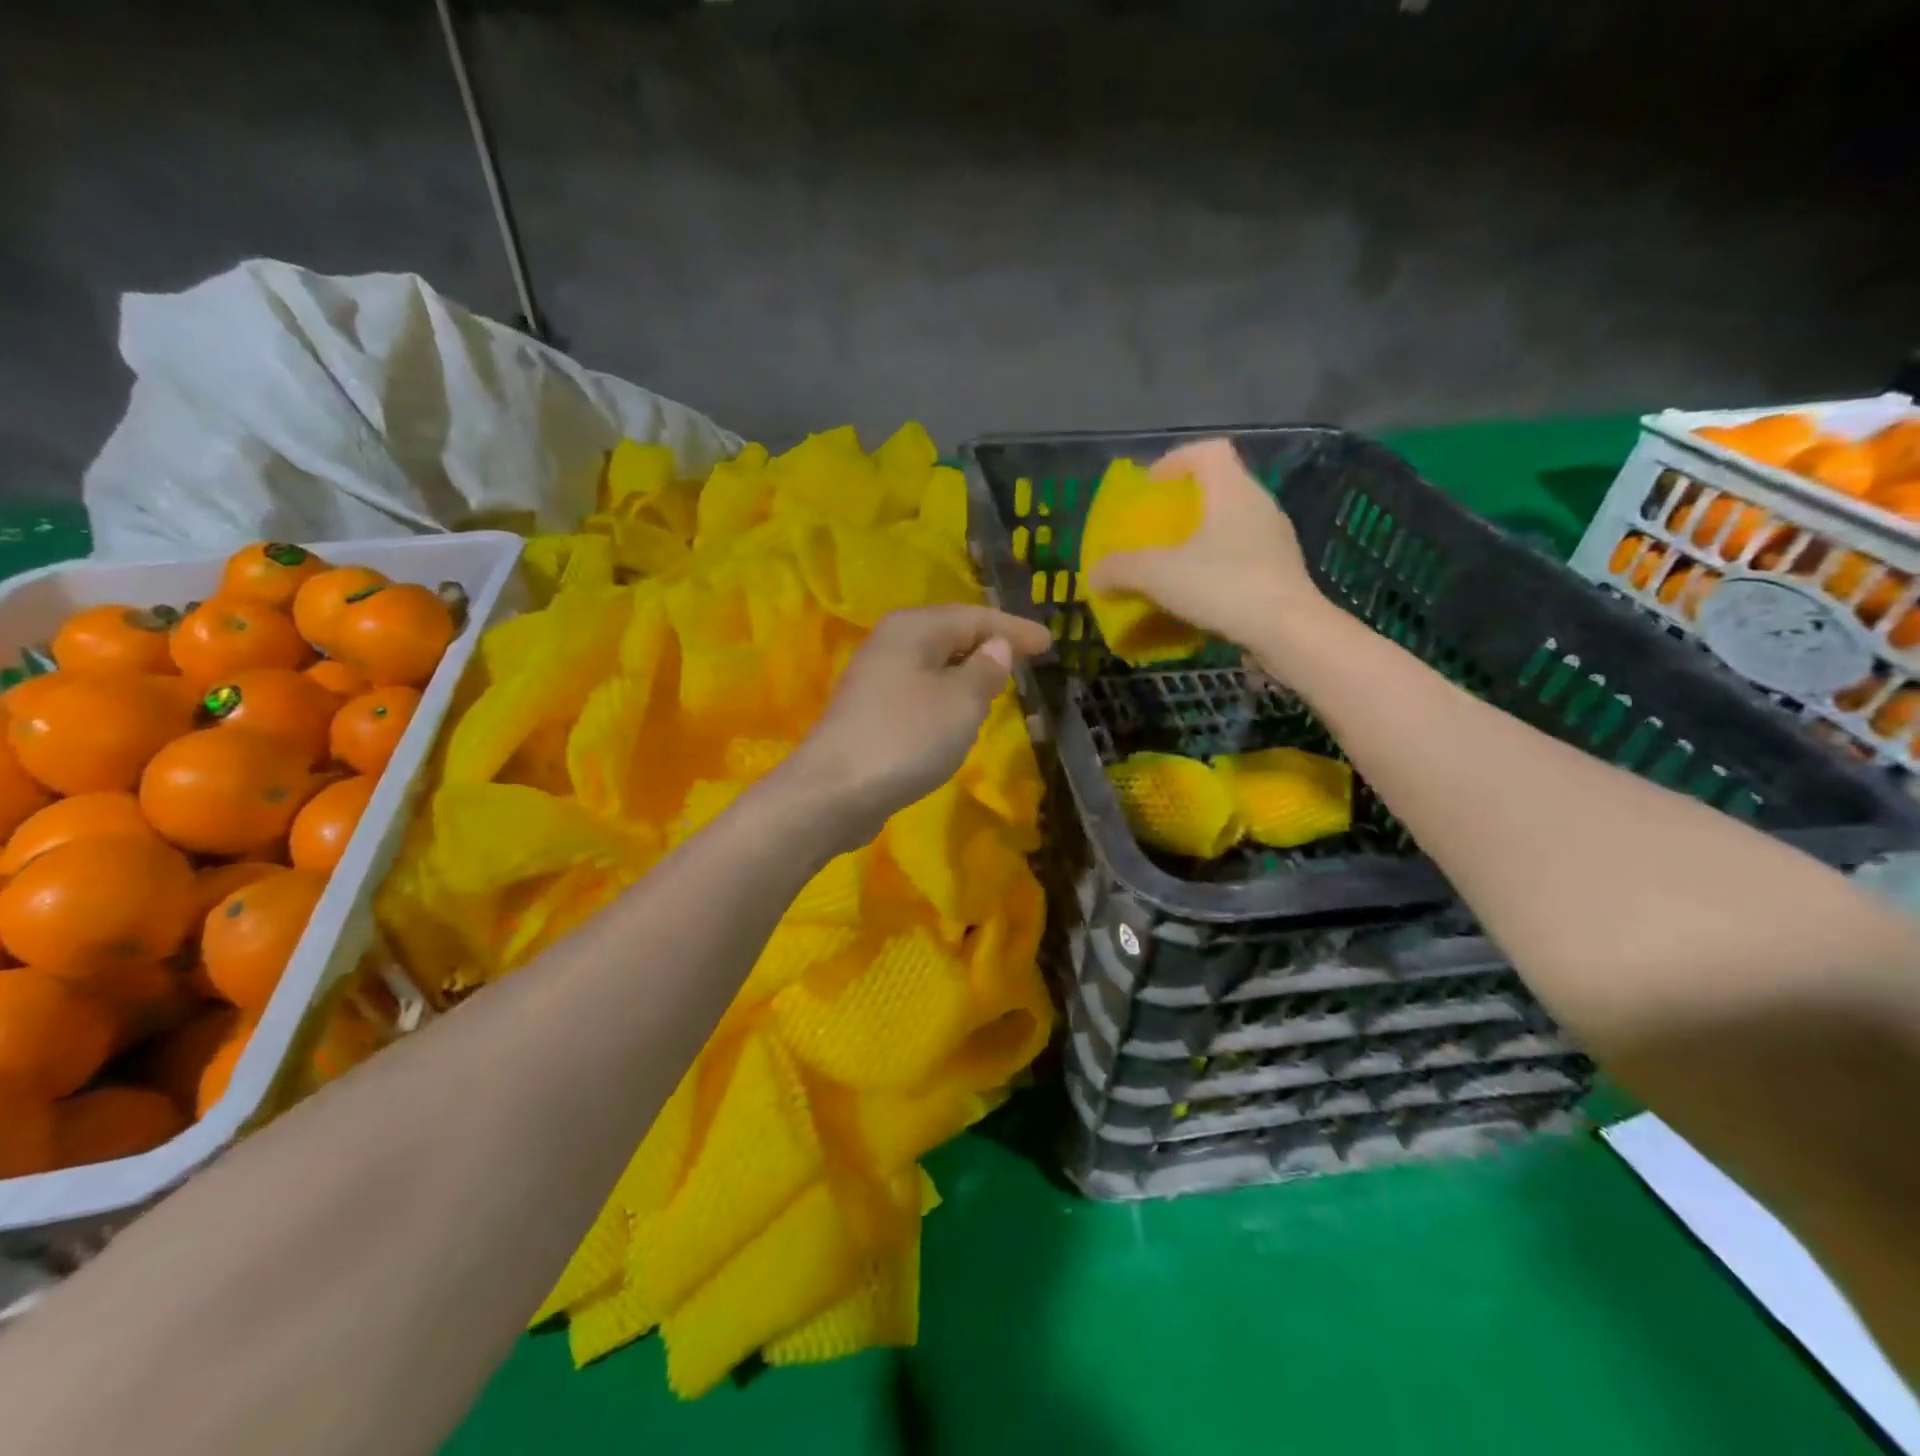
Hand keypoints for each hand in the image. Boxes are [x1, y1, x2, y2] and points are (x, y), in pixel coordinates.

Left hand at [782, 604, 1051, 846]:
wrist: (835, 791)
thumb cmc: (907, 738)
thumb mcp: (961, 703)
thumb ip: (985, 670)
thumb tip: (996, 647)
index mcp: (914, 628)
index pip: (975, 617)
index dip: (1014, 629)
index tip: (1048, 642)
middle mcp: (891, 642)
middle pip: (950, 634)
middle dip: (989, 644)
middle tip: (1026, 656)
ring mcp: (875, 677)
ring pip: (933, 663)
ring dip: (966, 670)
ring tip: (998, 680)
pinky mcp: (870, 710)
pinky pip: (920, 689)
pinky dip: (946, 694)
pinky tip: (958, 711)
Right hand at [1086, 438, 1330, 653]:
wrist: (1288, 633)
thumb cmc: (1224, 587)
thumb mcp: (1158, 576)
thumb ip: (1120, 570)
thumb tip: (1094, 575)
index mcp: (1233, 491)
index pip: (1208, 451)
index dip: (1175, 460)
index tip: (1150, 487)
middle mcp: (1260, 506)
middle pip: (1219, 488)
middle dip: (1184, 506)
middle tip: (1155, 530)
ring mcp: (1275, 541)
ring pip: (1231, 525)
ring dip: (1201, 539)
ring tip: (1172, 567)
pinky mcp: (1281, 573)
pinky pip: (1242, 557)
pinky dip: (1216, 567)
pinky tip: (1198, 596)